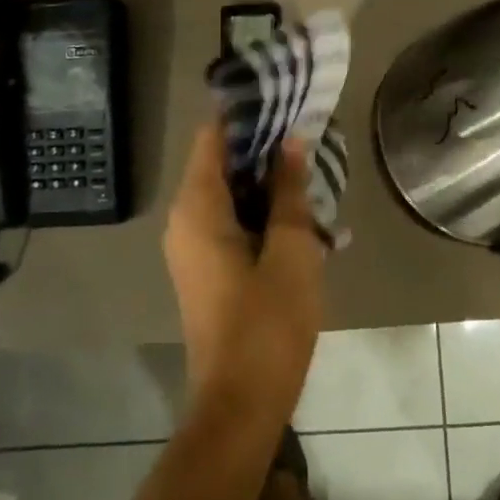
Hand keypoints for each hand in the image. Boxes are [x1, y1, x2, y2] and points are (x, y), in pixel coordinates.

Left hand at [162, 120, 326, 424]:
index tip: (283, 96)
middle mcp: (185, 220)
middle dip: (264, 148)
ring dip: (268, 183)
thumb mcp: (291, 250)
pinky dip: (263, 213)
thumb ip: (289, 192)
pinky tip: (304, 215)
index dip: (246, 113)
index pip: (213, 137)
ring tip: (314, 168)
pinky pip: (233, 224)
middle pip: (221, 164)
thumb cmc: (268, 323)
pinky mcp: (208, 270)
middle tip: (311, 133)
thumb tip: (291, 141)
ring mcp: (194, 248)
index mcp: (197, 208)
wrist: (241, 403)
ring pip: (230, 196)